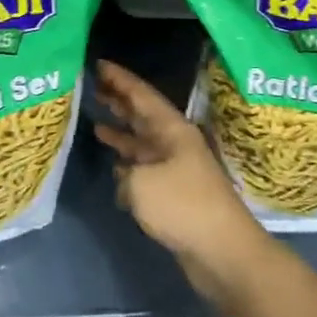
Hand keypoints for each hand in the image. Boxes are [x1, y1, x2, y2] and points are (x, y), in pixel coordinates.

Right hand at [93, 59, 272, 305]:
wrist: (223, 252)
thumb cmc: (183, 207)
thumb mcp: (141, 184)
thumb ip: (125, 173)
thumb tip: (125, 178)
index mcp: (172, 130)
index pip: (142, 95)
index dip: (120, 79)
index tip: (98, 63)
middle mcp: (175, 144)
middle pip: (143, 116)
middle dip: (120, 102)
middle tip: (93, 87)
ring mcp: (176, 169)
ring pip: (143, 143)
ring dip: (122, 133)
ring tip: (96, 123)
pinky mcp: (175, 194)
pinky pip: (146, 170)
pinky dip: (128, 165)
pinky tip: (114, 166)